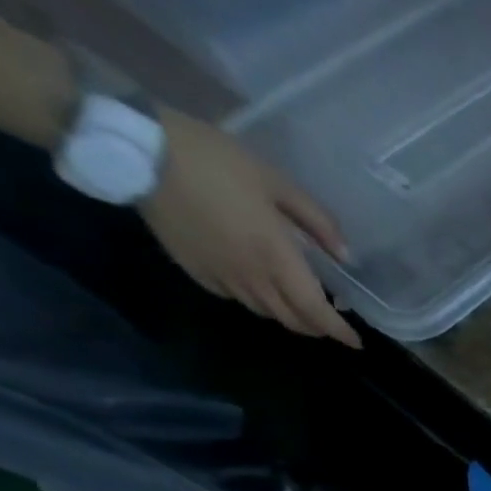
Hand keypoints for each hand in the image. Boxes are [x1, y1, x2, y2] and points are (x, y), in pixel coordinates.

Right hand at [139, 110, 360, 348]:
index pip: (316, 312)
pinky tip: (258, 286)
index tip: (356, 341)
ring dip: (287, 315)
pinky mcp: (193, 270)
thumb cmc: (214, 161)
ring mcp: (220, 277)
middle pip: (292, 320)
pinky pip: (234, 298)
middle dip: (316, 327)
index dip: (338, 331)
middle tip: (329, 321)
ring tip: (298, 303)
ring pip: (265, 312)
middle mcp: (252, 278)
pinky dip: (255, 301)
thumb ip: (317, 222)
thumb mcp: (277, 183)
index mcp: (278, 260)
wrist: (135, 148)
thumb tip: (345, 256)